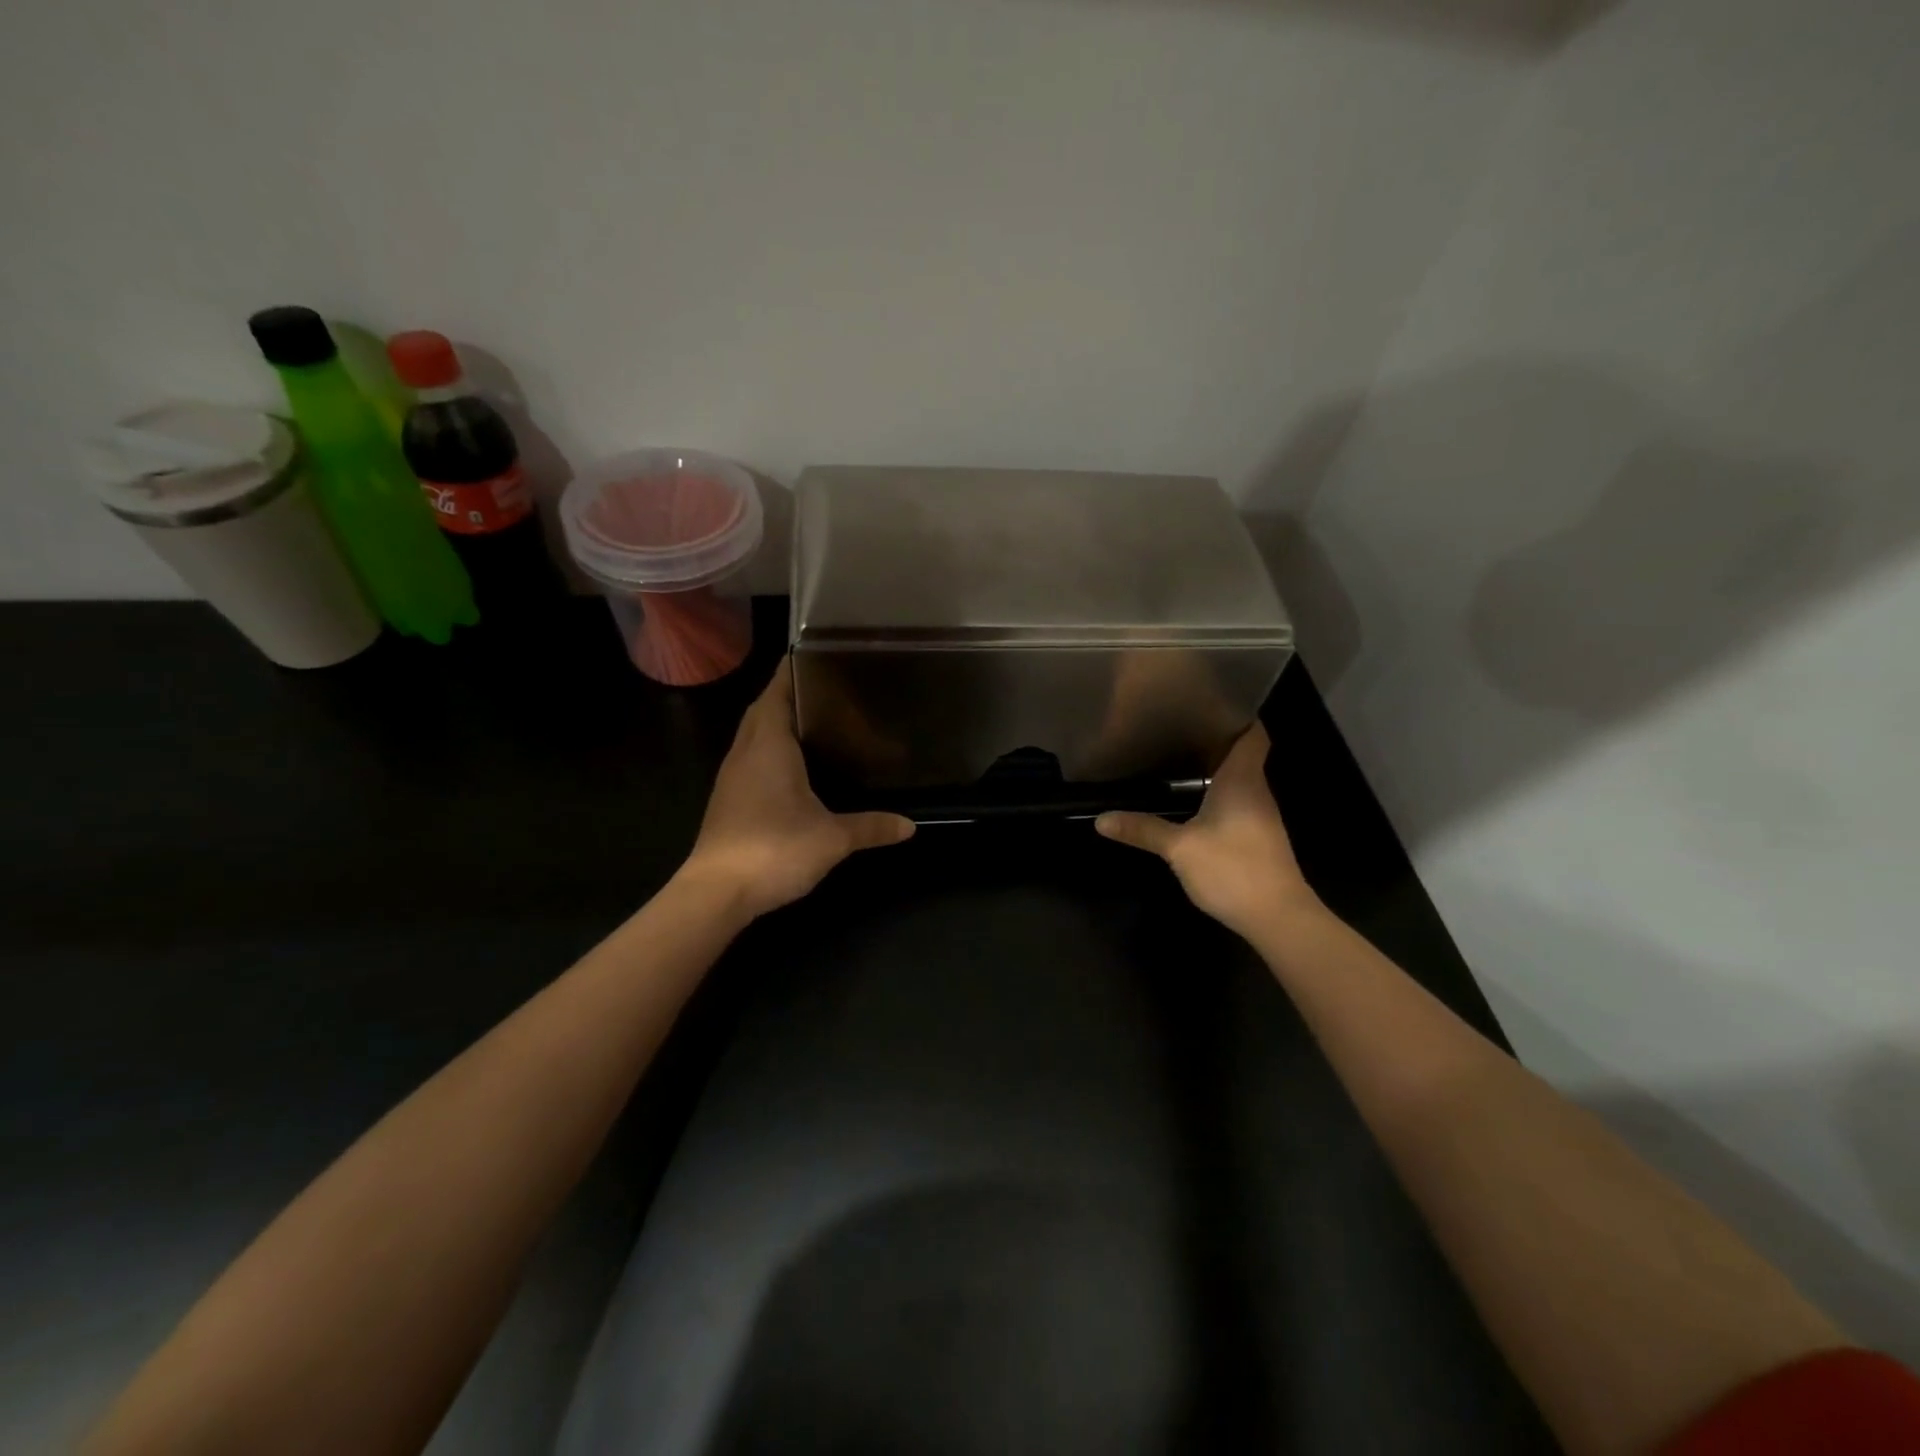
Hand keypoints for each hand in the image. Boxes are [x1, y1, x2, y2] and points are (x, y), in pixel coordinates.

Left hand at [680, 659, 914, 918]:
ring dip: (777, 721)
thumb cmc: (774, 849)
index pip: (776, 691)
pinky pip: (750, 757)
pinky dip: (770, 749)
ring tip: (816, 720)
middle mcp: (745, 751)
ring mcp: (732, 776)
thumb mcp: (832, 838)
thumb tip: (911, 826)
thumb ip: (871, 826)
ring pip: (753, 734)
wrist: (716, 893)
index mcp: (768, 744)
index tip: (818, 656)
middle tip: (828, 689)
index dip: (793, 670)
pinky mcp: (728, 799)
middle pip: (763, 708)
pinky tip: (794, 766)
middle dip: (789, 693)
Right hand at [1095, 722, 1318, 940]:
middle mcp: (1256, 791)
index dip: (1238, 715)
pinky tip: (1195, 802)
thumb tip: (1101, 819)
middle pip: (1243, 754)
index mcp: (1242, 780)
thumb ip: (1142, 830)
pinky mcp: (1259, 838)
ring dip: (1217, 769)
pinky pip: (1239, 803)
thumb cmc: (1232, 868)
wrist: (1278, 917)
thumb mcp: (1179, 848)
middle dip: (1216, 740)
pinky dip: (1219, 795)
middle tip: (1179, 728)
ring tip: (1180, 759)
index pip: (1252, 734)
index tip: (1210, 703)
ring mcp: (1261, 816)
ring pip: (1241, 780)